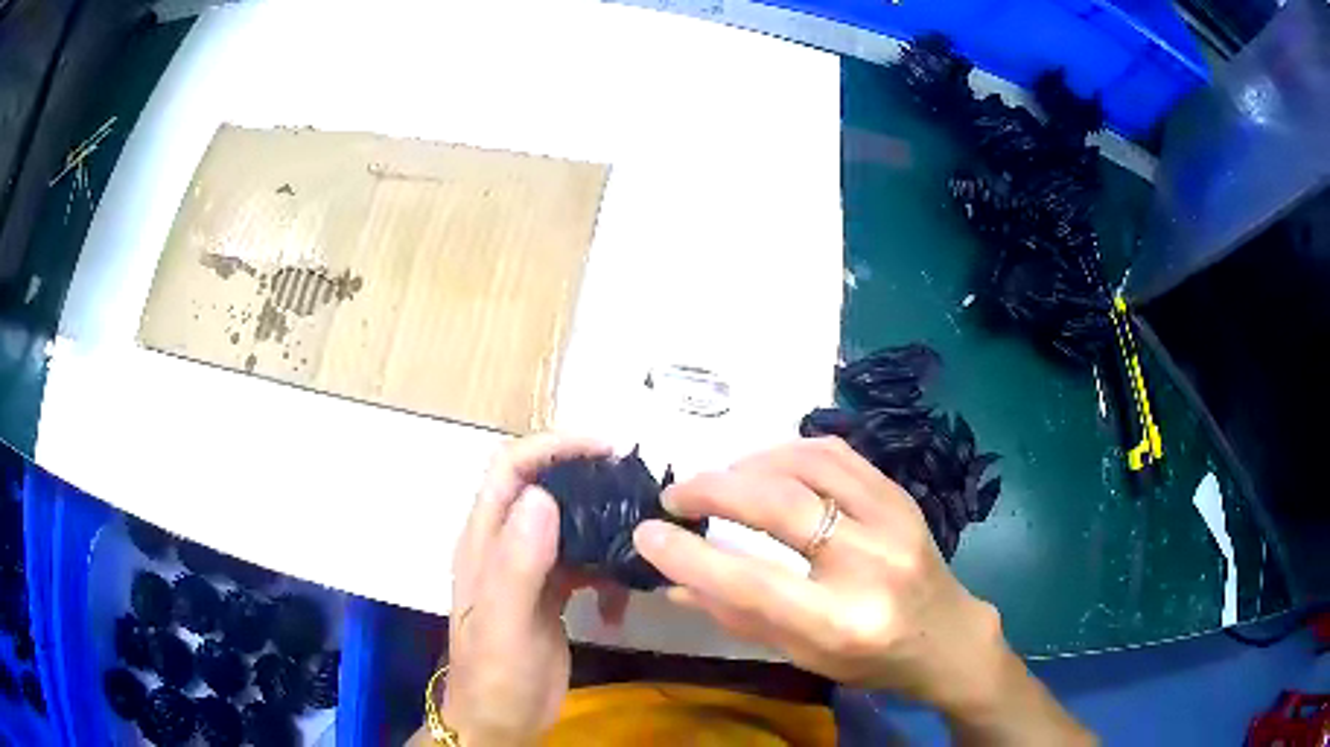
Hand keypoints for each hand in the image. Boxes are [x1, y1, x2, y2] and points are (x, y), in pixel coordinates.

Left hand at [442, 434, 626, 745]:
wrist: (501, 722)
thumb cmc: (494, 676)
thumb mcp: (503, 623)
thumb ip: (517, 563)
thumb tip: (544, 495)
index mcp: (484, 542)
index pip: (511, 469)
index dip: (552, 446)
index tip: (604, 449)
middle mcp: (505, 546)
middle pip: (543, 488)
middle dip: (586, 479)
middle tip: (633, 489)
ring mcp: (530, 570)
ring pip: (568, 526)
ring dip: (602, 528)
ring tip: (638, 543)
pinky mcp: (551, 594)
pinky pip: (583, 565)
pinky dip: (606, 573)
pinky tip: (621, 603)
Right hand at [633, 437, 1008, 713]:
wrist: (948, 636)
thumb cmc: (872, 660)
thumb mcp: (803, 655)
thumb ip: (738, 616)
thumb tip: (674, 581)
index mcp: (841, 623)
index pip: (752, 582)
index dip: (689, 556)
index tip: (646, 534)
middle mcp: (870, 565)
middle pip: (780, 506)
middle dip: (714, 491)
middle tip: (675, 494)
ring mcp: (892, 521)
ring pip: (808, 465)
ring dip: (749, 463)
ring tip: (720, 479)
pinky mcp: (900, 496)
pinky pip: (837, 454)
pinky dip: (790, 451)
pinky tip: (766, 465)